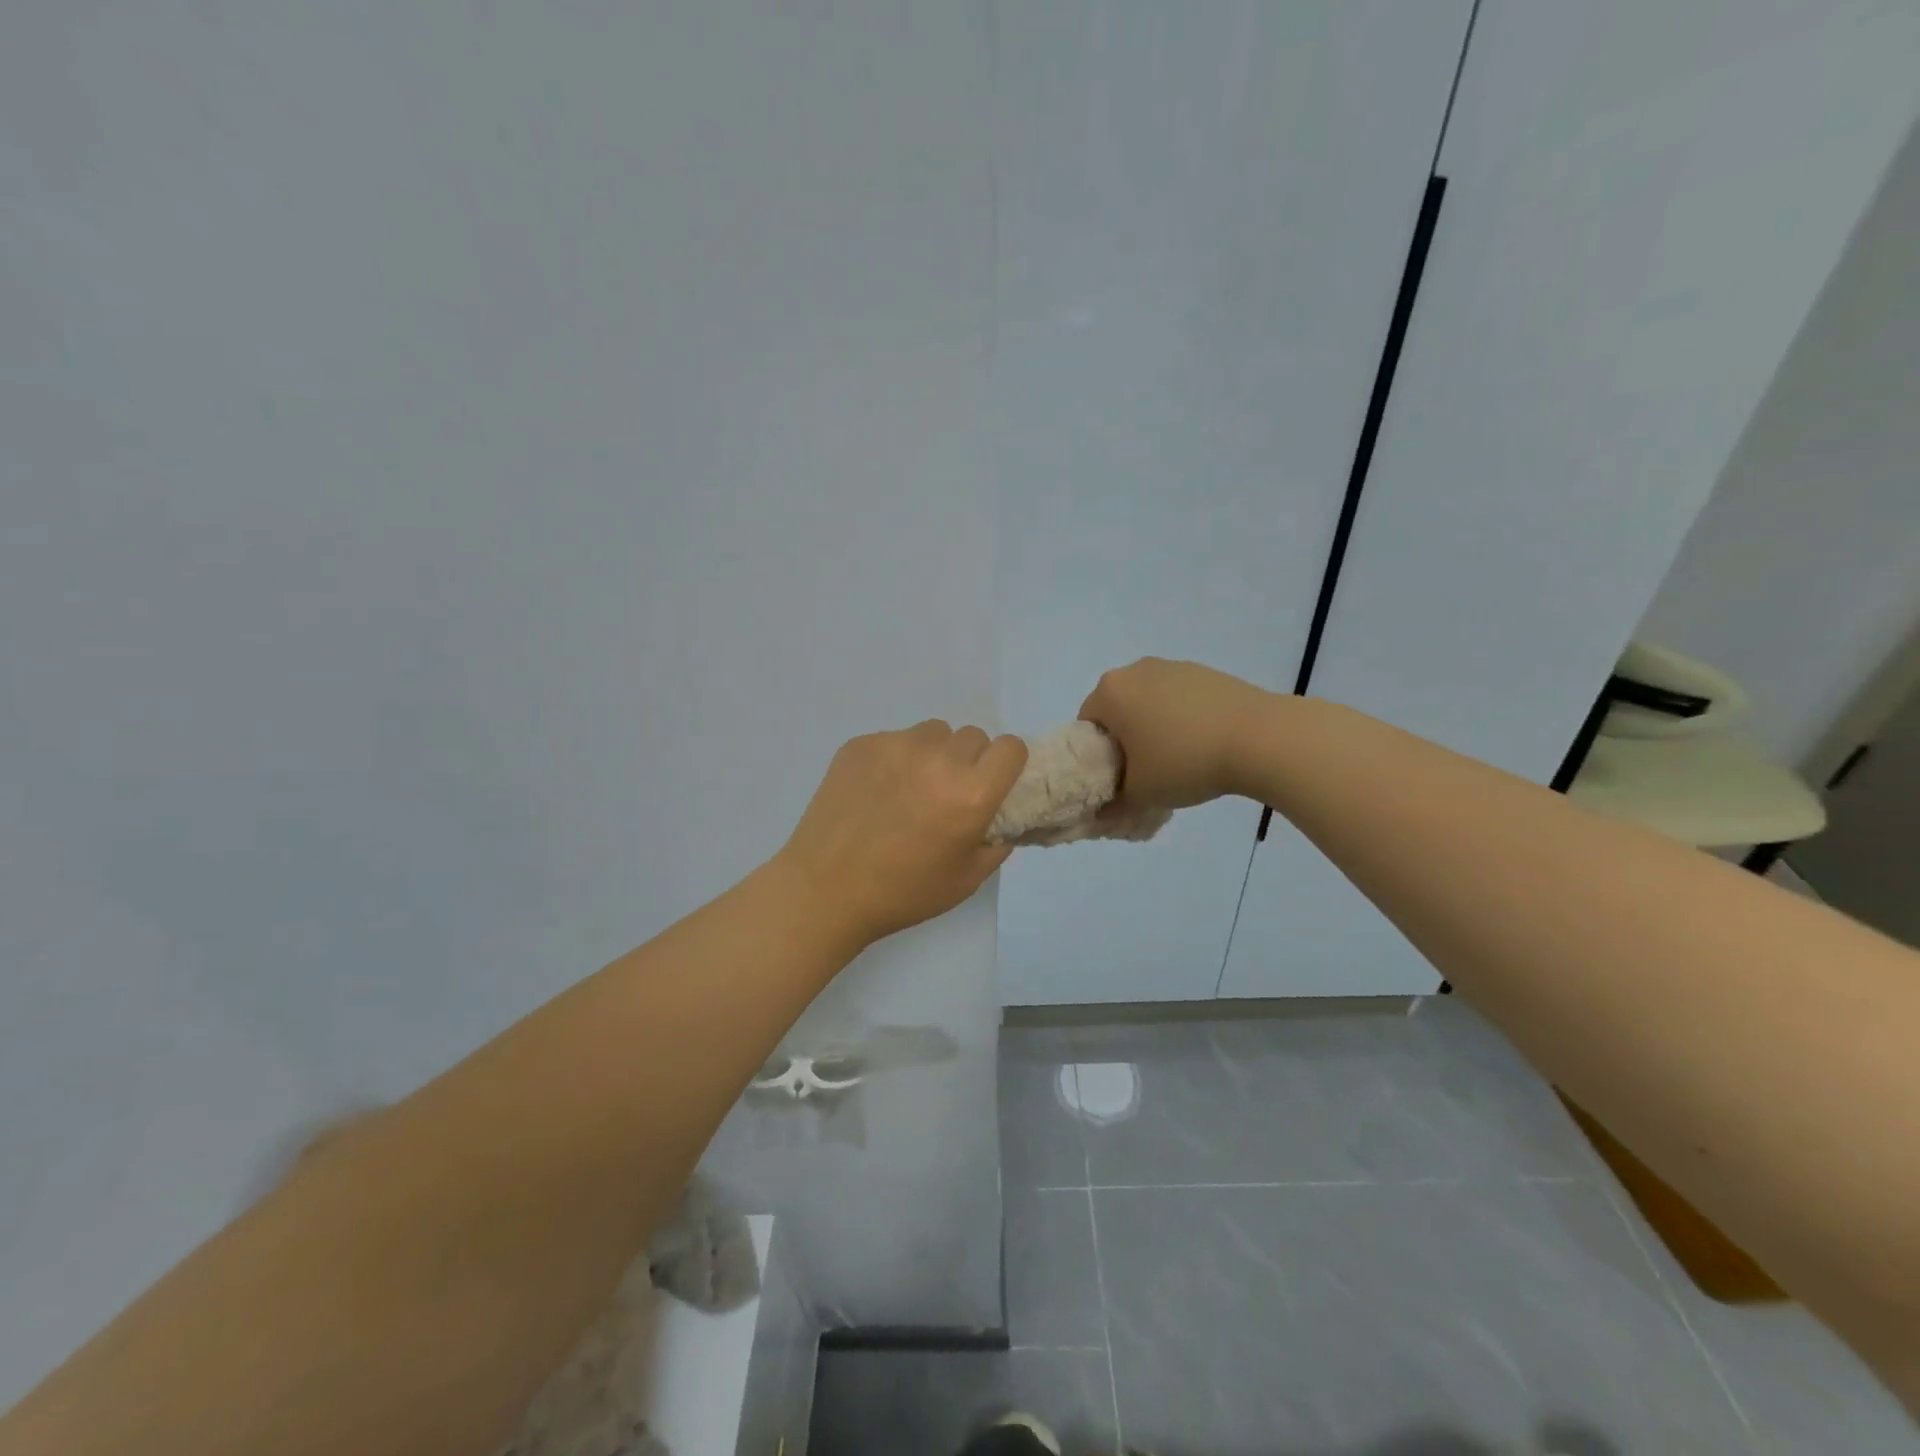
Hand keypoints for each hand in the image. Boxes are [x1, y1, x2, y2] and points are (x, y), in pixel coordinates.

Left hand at [779, 721, 1028, 947]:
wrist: (825, 889)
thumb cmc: (902, 893)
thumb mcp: (966, 879)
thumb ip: (996, 843)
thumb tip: (1003, 818)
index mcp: (970, 793)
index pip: (1011, 747)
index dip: (1006, 764)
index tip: (992, 783)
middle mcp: (938, 759)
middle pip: (973, 737)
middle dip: (968, 761)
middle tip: (947, 794)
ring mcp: (896, 746)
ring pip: (933, 732)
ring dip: (933, 754)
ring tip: (909, 789)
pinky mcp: (862, 744)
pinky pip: (894, 739)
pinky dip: (895, 759)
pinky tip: (876, 792)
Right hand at [1078, 658, 1272, 811]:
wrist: (1259, 738)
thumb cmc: (1185, 762)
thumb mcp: (1140, 795)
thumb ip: (1112, 806)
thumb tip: (1102, 814)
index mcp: (1110, 692)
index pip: (1086, 726)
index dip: (1097, 757)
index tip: (1117, 778)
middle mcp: (1136, 670)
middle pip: (1117, 709)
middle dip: (1125, 739)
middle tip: (1144, 772)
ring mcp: (1173, 667)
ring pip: (1149, 702)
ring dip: (1154, 728)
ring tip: (1179, 759)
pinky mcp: (1206, 672)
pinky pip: (1179, 698)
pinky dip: (1182, 718)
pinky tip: (1203, 744)